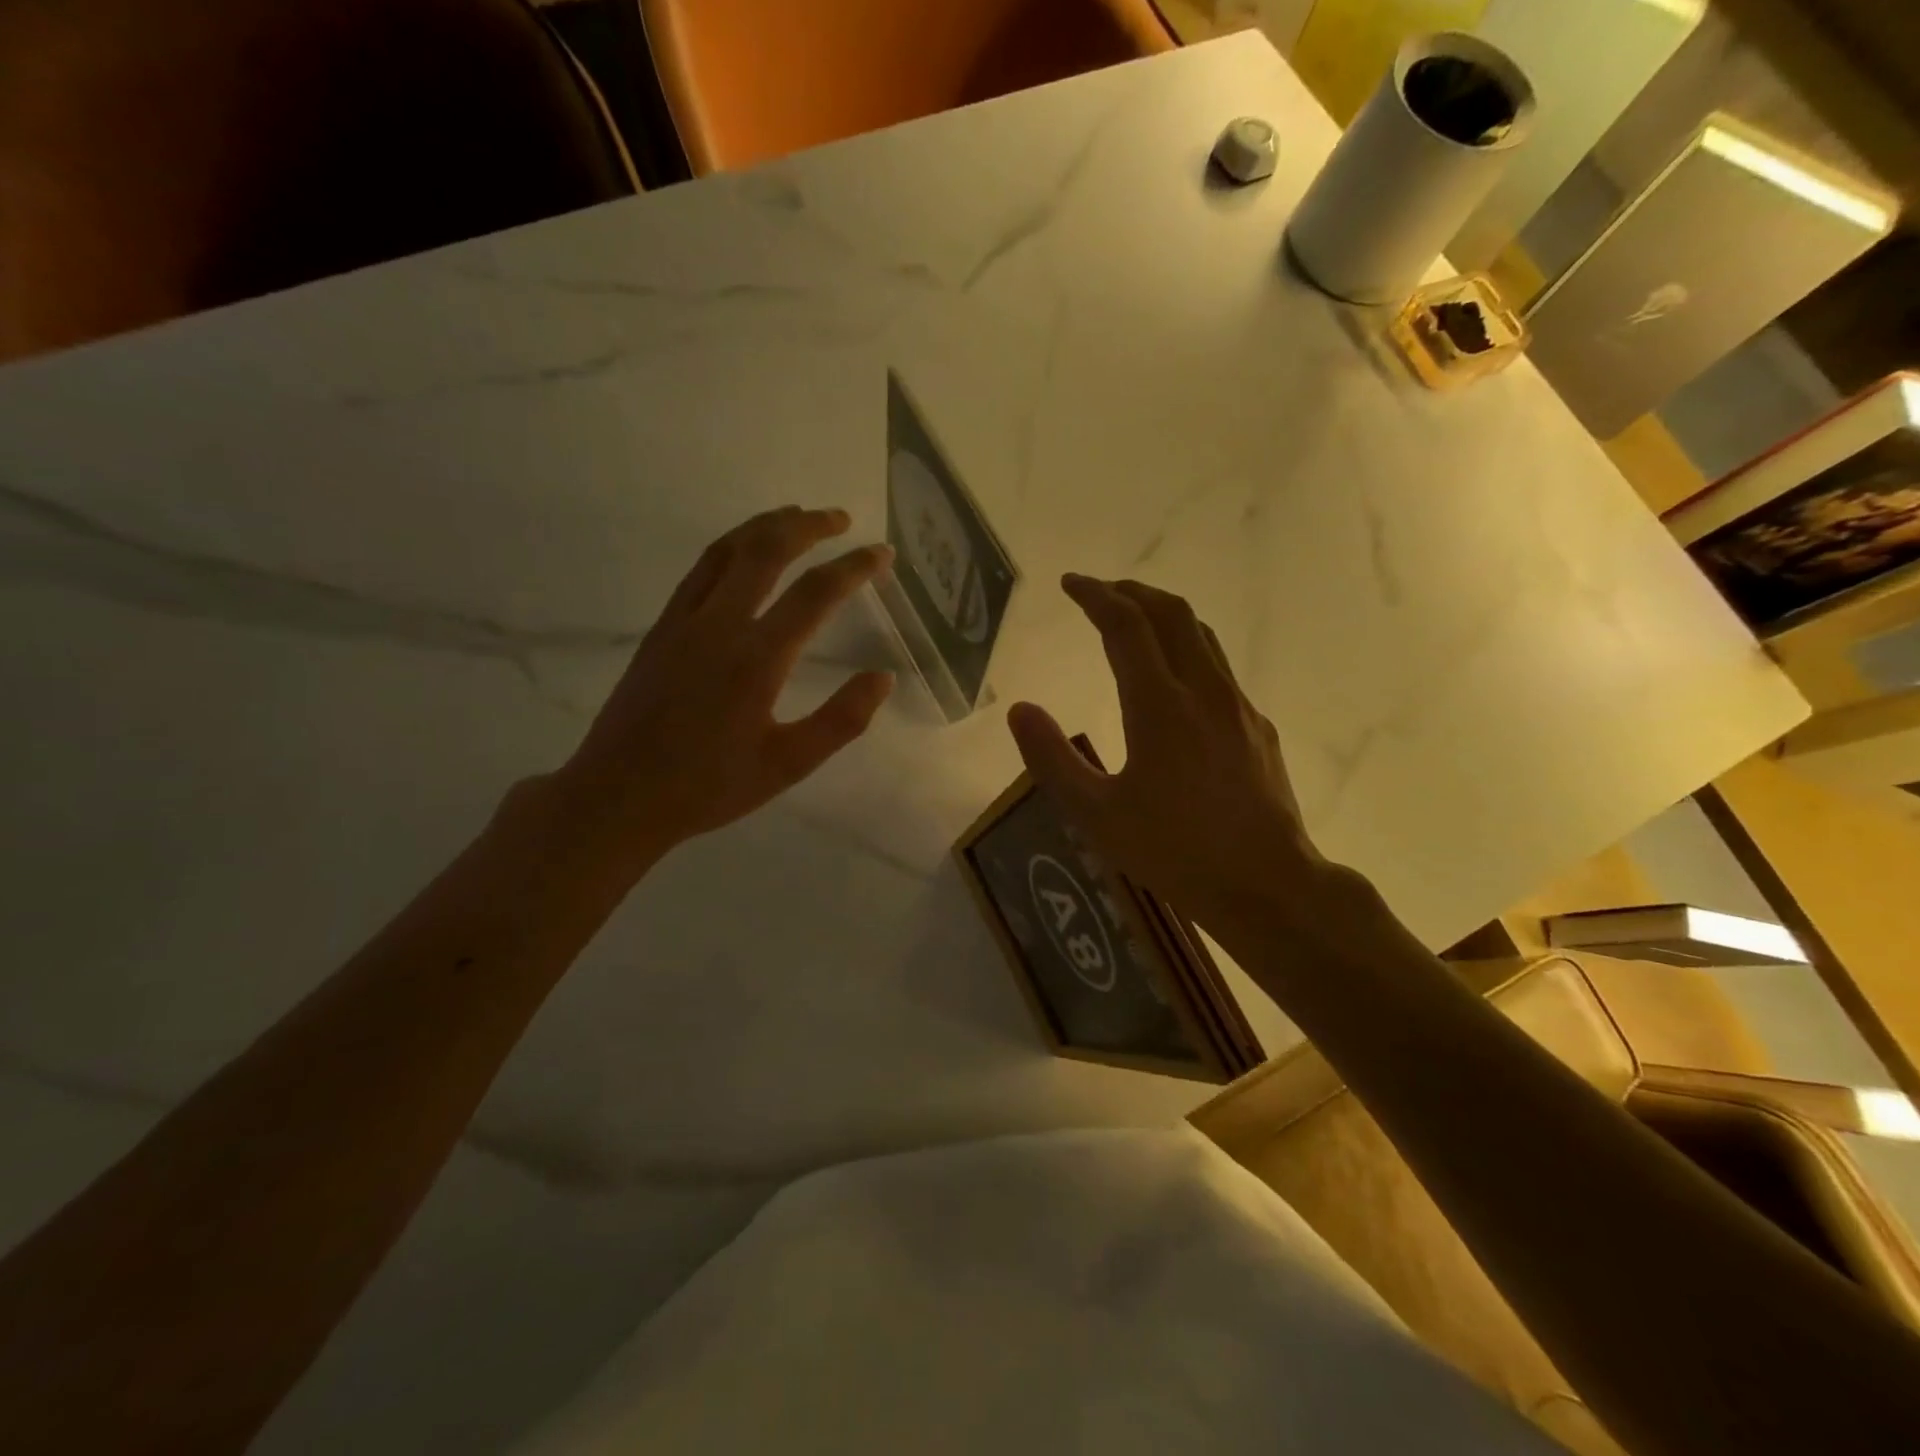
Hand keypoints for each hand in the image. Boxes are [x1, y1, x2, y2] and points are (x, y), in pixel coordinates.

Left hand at [551, 507, 893, 871]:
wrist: (619, 795)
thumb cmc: (709, 786)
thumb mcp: (788, 765)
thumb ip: (841, 720)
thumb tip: (883, 678)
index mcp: (757, 659)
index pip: (815, 593)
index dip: (855, 567)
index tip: (882, 554)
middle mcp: (719, 625)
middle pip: (766, 550)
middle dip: (809, 526)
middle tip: (841, 519)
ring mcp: (683, 622)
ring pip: (727, 550)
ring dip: (766, 525)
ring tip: (797, 517)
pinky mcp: (661, 629)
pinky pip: (700, 570)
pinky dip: (731, 547)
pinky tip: (743, 553)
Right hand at [1007, 575, 1328, 941]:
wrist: (1267, 884)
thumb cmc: (1174, 851)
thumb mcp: (1096, 814)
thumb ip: (1052, 759)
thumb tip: (1020, 709)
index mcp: (1159, 705)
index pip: (1125, 625)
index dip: (1095, 595)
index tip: (1070, 584)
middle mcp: (1203, 691)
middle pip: (1170, 613)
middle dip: (1132, 591)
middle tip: (1100, 592)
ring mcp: (1238, 707)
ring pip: (1201, 635)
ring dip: (1163, 615)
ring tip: (1135, 620)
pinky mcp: (1257, 727)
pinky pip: (1219, 669)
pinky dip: (1188, 650)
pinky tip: (1176, 682)